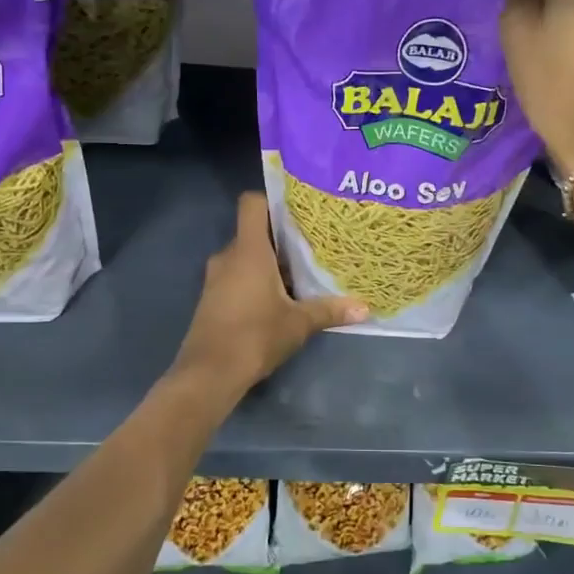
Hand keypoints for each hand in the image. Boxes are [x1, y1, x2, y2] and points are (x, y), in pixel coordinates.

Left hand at [173, 193, 366, 394]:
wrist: (208, 374)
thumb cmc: (255, 336)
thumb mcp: (298, 323)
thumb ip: (329, 310)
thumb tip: (364, 308)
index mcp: (249, 250)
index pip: (252, 204)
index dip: (272, 199)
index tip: (297, 208)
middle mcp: (229, 256)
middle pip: (254, 231)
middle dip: (281, 237)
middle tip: (312, 243)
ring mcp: (216, 277)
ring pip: (246, 256)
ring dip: (270, 261)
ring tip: (301, 271)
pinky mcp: (213, 298)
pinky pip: (237, 275)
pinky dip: (256, 279)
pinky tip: (279, 297)